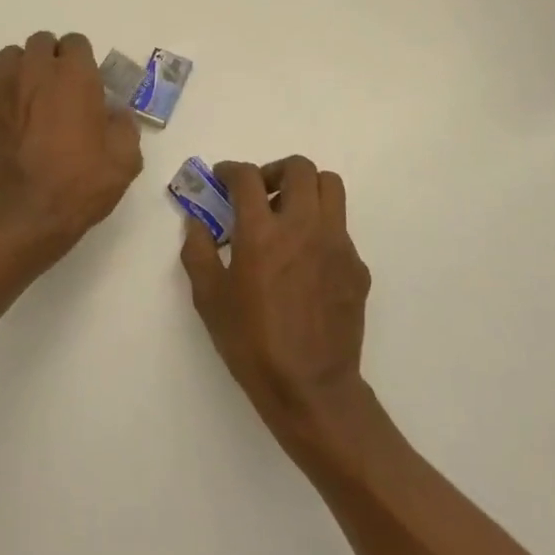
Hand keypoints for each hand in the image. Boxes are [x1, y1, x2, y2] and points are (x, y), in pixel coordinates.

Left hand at [0, 31, 142, 257]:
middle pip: (41, 43)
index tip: (85, 85)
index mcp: (74, 77)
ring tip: (28, 102)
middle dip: (51, 60)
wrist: (21, 217)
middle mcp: (34, 71)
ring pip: (10, 58)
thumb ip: (125, 127)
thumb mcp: (124, 162)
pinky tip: (4, 118)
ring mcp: (0, 87)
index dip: (82, 61)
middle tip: (58, 93)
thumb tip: (115, 113)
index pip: (76, 43)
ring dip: (22, 71)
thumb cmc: (77, 187)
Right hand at [179, 157, 372, 461]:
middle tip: (259, 193)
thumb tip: (197, 223)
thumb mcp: (208, 298)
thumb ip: (198, 251)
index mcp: (262, 233)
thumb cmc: (250, 342)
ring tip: (286, 216)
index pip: (248, 177)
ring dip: (305, 190)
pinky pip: (340, 228)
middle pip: (300, 168)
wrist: (309, 386)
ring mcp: (337, 244)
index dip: (230, 170)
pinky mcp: (357, 266)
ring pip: (330, 188)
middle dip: (275, 170)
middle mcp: (304, 227)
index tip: (222, 178)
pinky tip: (304, 262)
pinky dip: (319, 228)